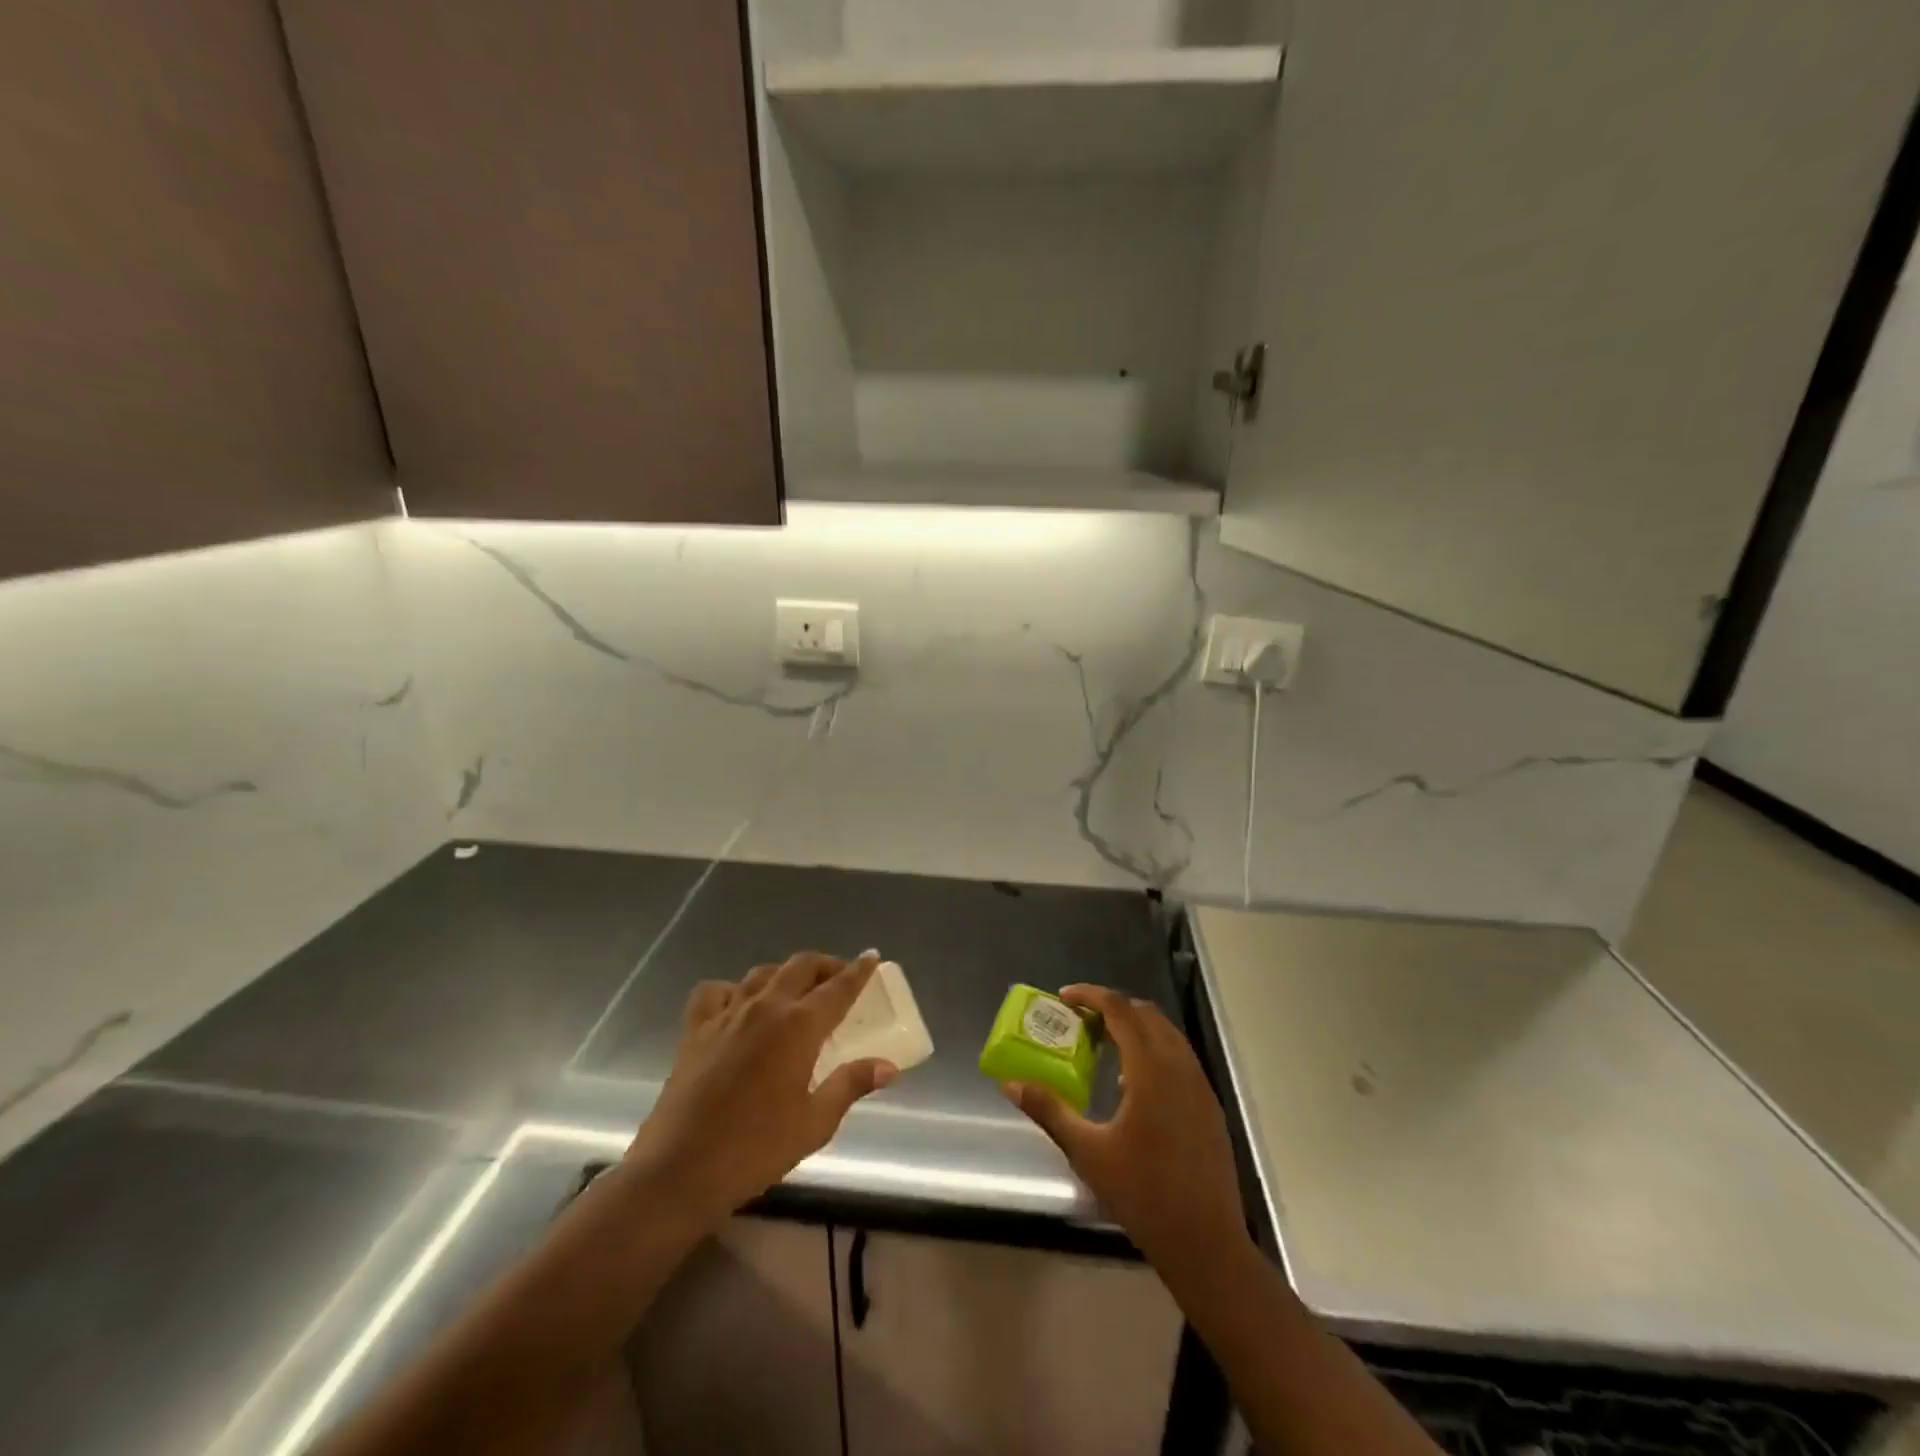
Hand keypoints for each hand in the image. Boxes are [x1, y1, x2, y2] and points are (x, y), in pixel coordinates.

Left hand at [622, 951, 897, 1233]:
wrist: (679, 1170)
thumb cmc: (755, 1149)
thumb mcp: (814, 1123)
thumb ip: (851, 1085)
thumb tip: (888, 1066)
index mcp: (798, 1026)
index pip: (838, 987)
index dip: (858, 971)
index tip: (872, 956)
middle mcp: (764, 1007)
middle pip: (800, 967)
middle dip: (825, 965)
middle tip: (841, 976)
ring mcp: (726, 1014)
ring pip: (761, 974)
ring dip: (785, 974)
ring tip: (796, 989)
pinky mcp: (695, 1029)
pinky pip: (716, 992)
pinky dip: (733, 989)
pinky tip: (739, 1005)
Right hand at [1001, 984, 1247, 1273]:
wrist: (1205, 1243)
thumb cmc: (1143, 1194)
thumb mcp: (1087, 1152)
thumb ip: (1050, 1110)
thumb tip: (1011, 1084)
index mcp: (1151, 1070)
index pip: (1121, 1010)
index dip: (1091, 995)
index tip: (1064, 997)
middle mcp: (1180, 1066)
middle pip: (1146, 1014)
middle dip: (1112, 1007)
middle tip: (1080, 1019)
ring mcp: (1200, 1085)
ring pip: (1166, 1033)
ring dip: (1134, 1026)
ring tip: (1102, 1044)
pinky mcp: (1209, 1104)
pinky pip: (1179, 1056)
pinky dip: (1153, 1049)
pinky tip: (1131, 1082)